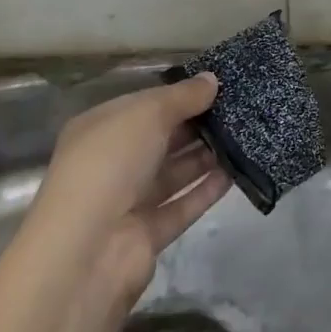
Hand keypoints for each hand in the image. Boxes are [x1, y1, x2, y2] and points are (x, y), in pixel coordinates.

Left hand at [33, 74, 231, 302]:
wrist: (86, 252)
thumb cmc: (110, 164)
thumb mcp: (147, 114)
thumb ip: (183, 96)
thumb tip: (212, 79)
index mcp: (100, 129)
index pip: (144, 105)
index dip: (178, 95)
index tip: (216, 86)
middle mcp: (111, 163)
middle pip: (160, 139)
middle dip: (196, 125)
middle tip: (238, 110)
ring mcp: (128, 202)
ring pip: (173, 172)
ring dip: (205, 156)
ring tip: (244, 137)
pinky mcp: (147, 235)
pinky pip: (182, 206)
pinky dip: (206, 190)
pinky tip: (235, 173)